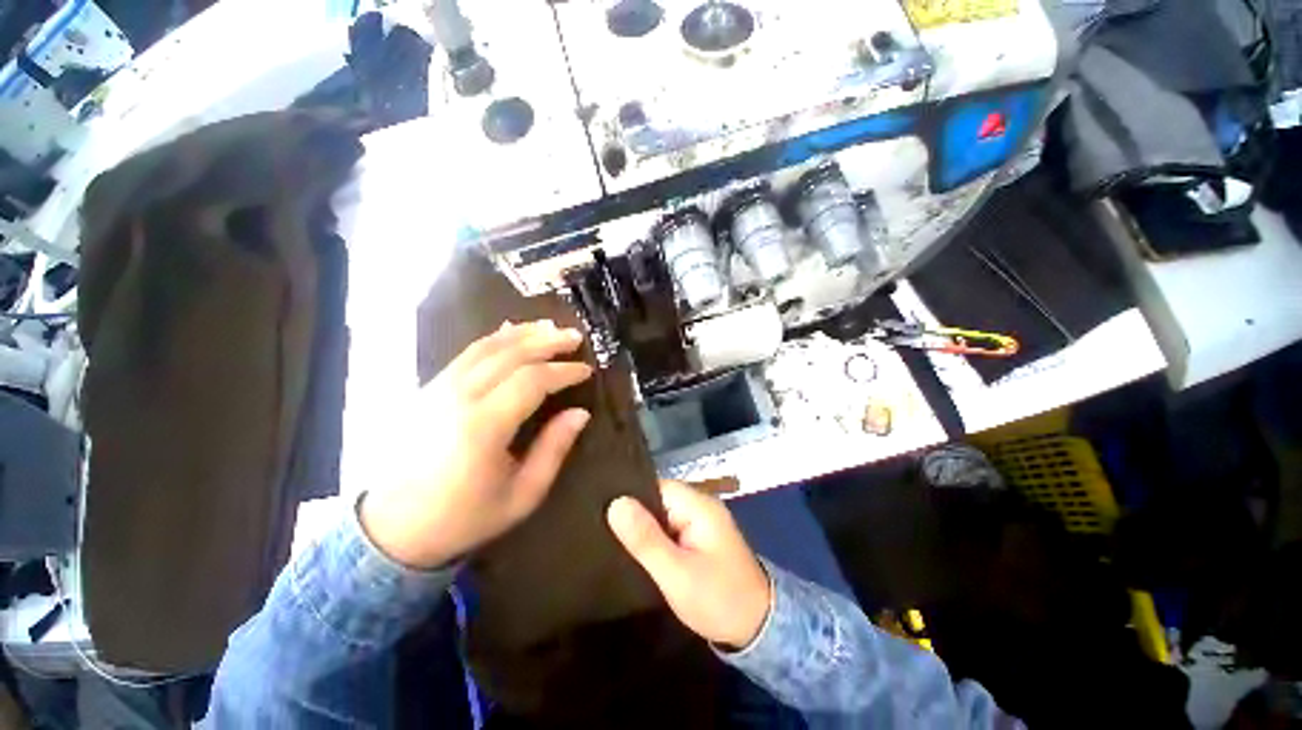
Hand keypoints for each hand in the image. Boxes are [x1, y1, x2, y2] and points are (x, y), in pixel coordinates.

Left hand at [361, 320, 592, 568]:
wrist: (391, 528)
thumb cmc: (463, 517)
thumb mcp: (521, 495)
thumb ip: (553, 449)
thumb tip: (580, 413)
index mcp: (484, 426)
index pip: (532, 381)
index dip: (564, 372)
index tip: (586, 370)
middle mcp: (459, 398)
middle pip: (511, 354)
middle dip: (547, 341)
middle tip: (575, 337)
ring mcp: (439, 389)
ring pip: (487, 347)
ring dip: (523, 333)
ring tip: (549, 326)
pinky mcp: (429, 389)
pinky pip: (467, 354)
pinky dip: (494, 339)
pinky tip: (510, 332)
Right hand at [607, 480, 771, 649]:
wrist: (758, 628)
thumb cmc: (718, 599)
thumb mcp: (676, 573)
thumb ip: (645, 538)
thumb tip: (616, 503)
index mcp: (699, 505)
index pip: (655, 486)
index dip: (630, 496)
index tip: (601, 508)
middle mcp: (701, 505)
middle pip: (658, 499)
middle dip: (634, 513)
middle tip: (601, 528)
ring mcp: (702, 521)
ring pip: (663, 515)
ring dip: (644, 527)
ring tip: (611, 537)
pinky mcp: (701, 537)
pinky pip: (671, 528)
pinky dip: (656, 537)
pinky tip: (636, 549)